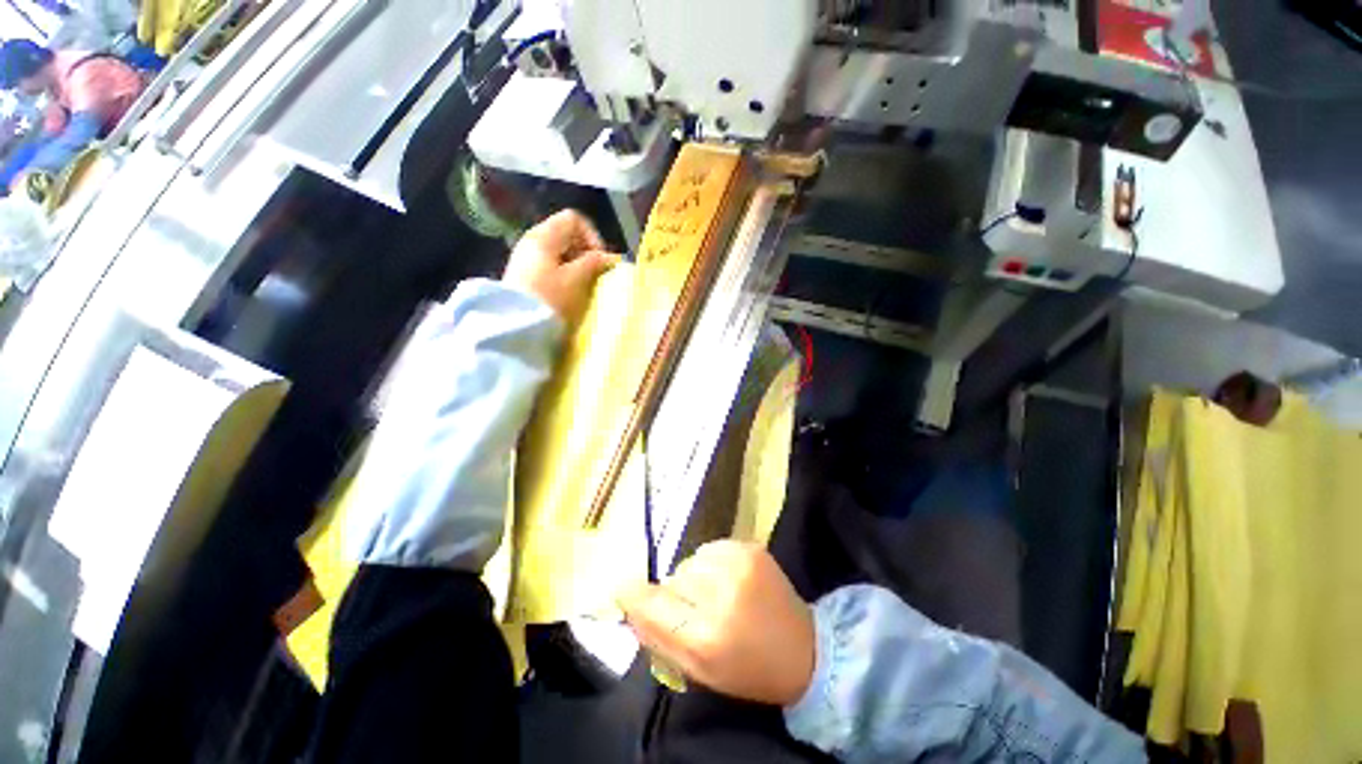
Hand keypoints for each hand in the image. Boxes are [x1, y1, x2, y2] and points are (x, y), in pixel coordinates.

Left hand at [503, 209, 616, 322]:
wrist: (516, 327)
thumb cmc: (550, 298)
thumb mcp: (577, 279)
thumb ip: (594, 263)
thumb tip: (610, 257)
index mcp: (544, 236)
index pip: (574, 219)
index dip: (592, 237)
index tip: (600, 260)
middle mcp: (532, 241)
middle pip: (566, 236)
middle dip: (585, 253)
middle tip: (595, 275)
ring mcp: (526, 260)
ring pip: (559, 254)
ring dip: (576, 267)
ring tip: (584, 287)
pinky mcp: (524, 278)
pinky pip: (550, 268)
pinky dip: (564, 276)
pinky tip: (568, 294)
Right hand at [617, 540, 814, 705]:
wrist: (804, 649)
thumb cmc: (748, 669)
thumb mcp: (699, 671)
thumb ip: (659, 638)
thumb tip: (629, 603)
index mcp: (707, 637)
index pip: (654, 605)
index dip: (636, 596)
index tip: (624, 588)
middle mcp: (722, 594)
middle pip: (673, 579)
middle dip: (676, 593)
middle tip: (695, 609)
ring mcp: (739, 565)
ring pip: (691, 561)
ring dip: (695, 576)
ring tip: (716, 593)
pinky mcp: (751, 548)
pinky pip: (711, 549)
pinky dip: (712, 563)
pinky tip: (729, 579)